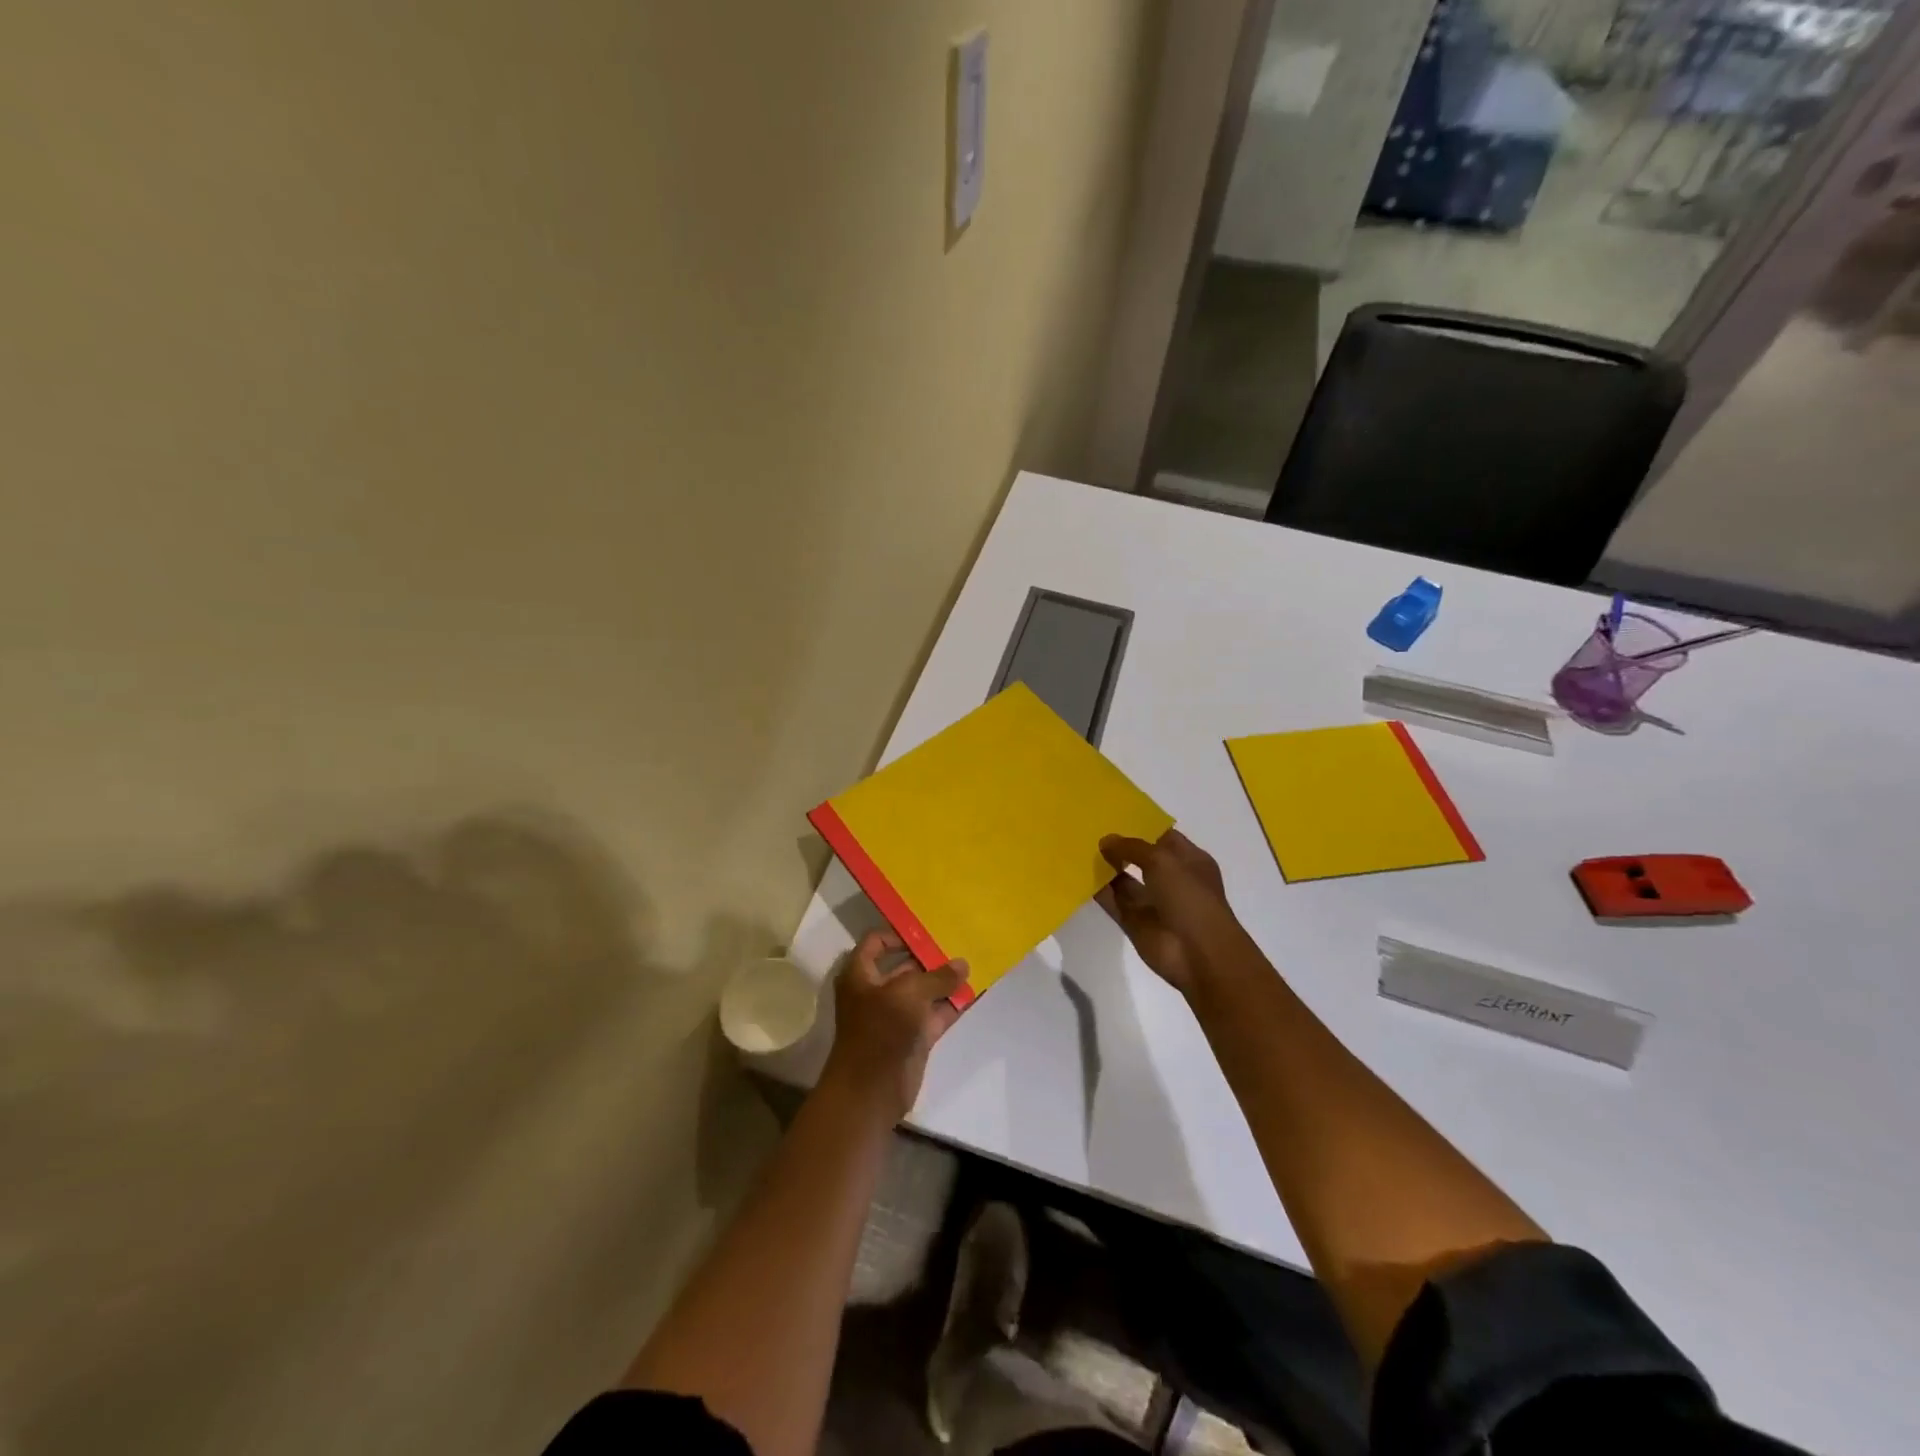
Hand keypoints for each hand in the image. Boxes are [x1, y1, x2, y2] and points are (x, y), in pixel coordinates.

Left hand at [819, 930, 966, 1124]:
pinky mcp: (913, 1036)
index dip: (899, 934)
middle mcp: (876, 991)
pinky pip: (935, 1013)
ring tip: (973, 964)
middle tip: (960, 943)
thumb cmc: (880, 1030)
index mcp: (861, 974)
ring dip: (945, 981)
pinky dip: (952, 1005)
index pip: (876, 942)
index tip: (928, 931)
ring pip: (923, 991)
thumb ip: (937, 977)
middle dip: (930, 957)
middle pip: (904, 966)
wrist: (871, 1091)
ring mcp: (896, 1015)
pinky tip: (974, 993)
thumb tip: (963, 964)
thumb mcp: (909, 994)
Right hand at [1095, 829, 1251, 996]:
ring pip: (1125, 880)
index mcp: (1189, 861)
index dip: (1141, 825)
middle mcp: (1172, 880)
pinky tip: (1078, 875)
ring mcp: (1153, 902)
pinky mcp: (1135, 922)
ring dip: (1106, 867)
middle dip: (1119, 845)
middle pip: (1141, 858)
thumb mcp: (1163, 861)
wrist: (1198, 954)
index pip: (1162, 837)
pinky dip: (1098, 891)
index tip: (1112, 813)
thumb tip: (1106, 840)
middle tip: (1090, 828)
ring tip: (1079, 848)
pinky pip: (1113, 901)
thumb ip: (1132, 847)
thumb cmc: (1190, 898)